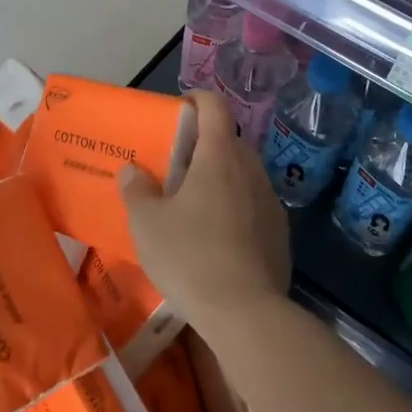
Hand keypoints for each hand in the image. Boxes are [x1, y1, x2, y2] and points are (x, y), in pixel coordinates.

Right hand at [118, 91, 289, 334]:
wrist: (245, 312)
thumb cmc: (190, 256)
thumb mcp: (147, 224)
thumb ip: (136, 190)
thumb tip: (131, 171)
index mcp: (219, 156)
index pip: (215, 107)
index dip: (197, 99)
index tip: (180, 108)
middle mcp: (250, 169)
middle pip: (229, 141)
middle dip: (204, 145)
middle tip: (177, 167)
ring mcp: (270, 200)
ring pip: (243, 174)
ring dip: (221, 178)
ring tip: (194, 204)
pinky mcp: (280, 231)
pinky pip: (254, 204)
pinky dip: (235, 207)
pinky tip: (217, 237)